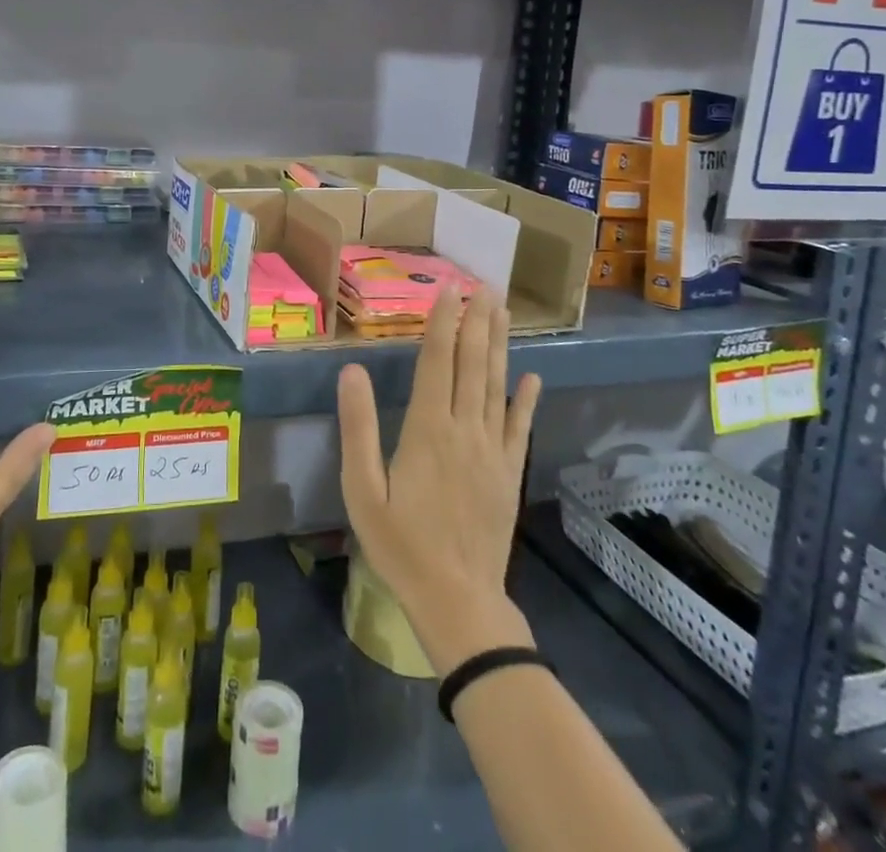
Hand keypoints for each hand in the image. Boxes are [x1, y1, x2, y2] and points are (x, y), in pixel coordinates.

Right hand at [336, 288, 541, 675]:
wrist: (457, 601)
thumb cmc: (400, 544)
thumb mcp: (362, 489)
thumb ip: (357, 427)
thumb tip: (351, 370)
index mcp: (427, 429)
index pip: (436, 361)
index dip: (443, 322)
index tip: (449, 289)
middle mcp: (464, 429)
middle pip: (472, 364)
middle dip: (477, 321)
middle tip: (485, 284)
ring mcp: (492, 451)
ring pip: (497, 385)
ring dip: (500, 345)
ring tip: (503, 311)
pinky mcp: (509, 473)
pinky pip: (520, 428)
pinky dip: (527, 400)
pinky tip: (534, 376)